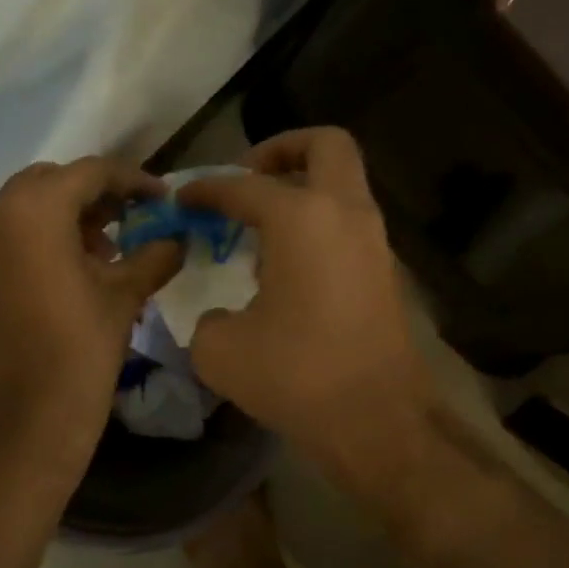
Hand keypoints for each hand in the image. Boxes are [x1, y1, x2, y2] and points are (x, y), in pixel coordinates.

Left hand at [0, 158, 181, 474]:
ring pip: (29, 208)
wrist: (29, 418)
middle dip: (96, 196)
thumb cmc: (81, 349)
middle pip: (54, 183)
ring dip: (69, 216)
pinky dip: (44, 238)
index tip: (162, 197)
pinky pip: (12, 235)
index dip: (132, 180)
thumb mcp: (125, 295)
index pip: (90, 172)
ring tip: (108, 249)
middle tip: (134, 219)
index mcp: (33, 209)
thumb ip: (154, 255)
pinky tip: (75, 268)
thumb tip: (177, 239)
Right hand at [177, 129, 435, 474]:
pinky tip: (287, 266)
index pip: (244, 186)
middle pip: (325, 146)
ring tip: (260, 228)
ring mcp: (374, 241)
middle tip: (247, 178)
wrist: (377, 421)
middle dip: (282, 149)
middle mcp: (345, 214)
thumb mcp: (221, 350)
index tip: (182, 198)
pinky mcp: (385, 272)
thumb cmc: (296, 376)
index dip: (206, 188)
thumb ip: (208, 318)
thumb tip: (221, 316)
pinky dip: (318, 224)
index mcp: (302, 218)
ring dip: (303, 189)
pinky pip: (348, 223)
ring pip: (343, 185)